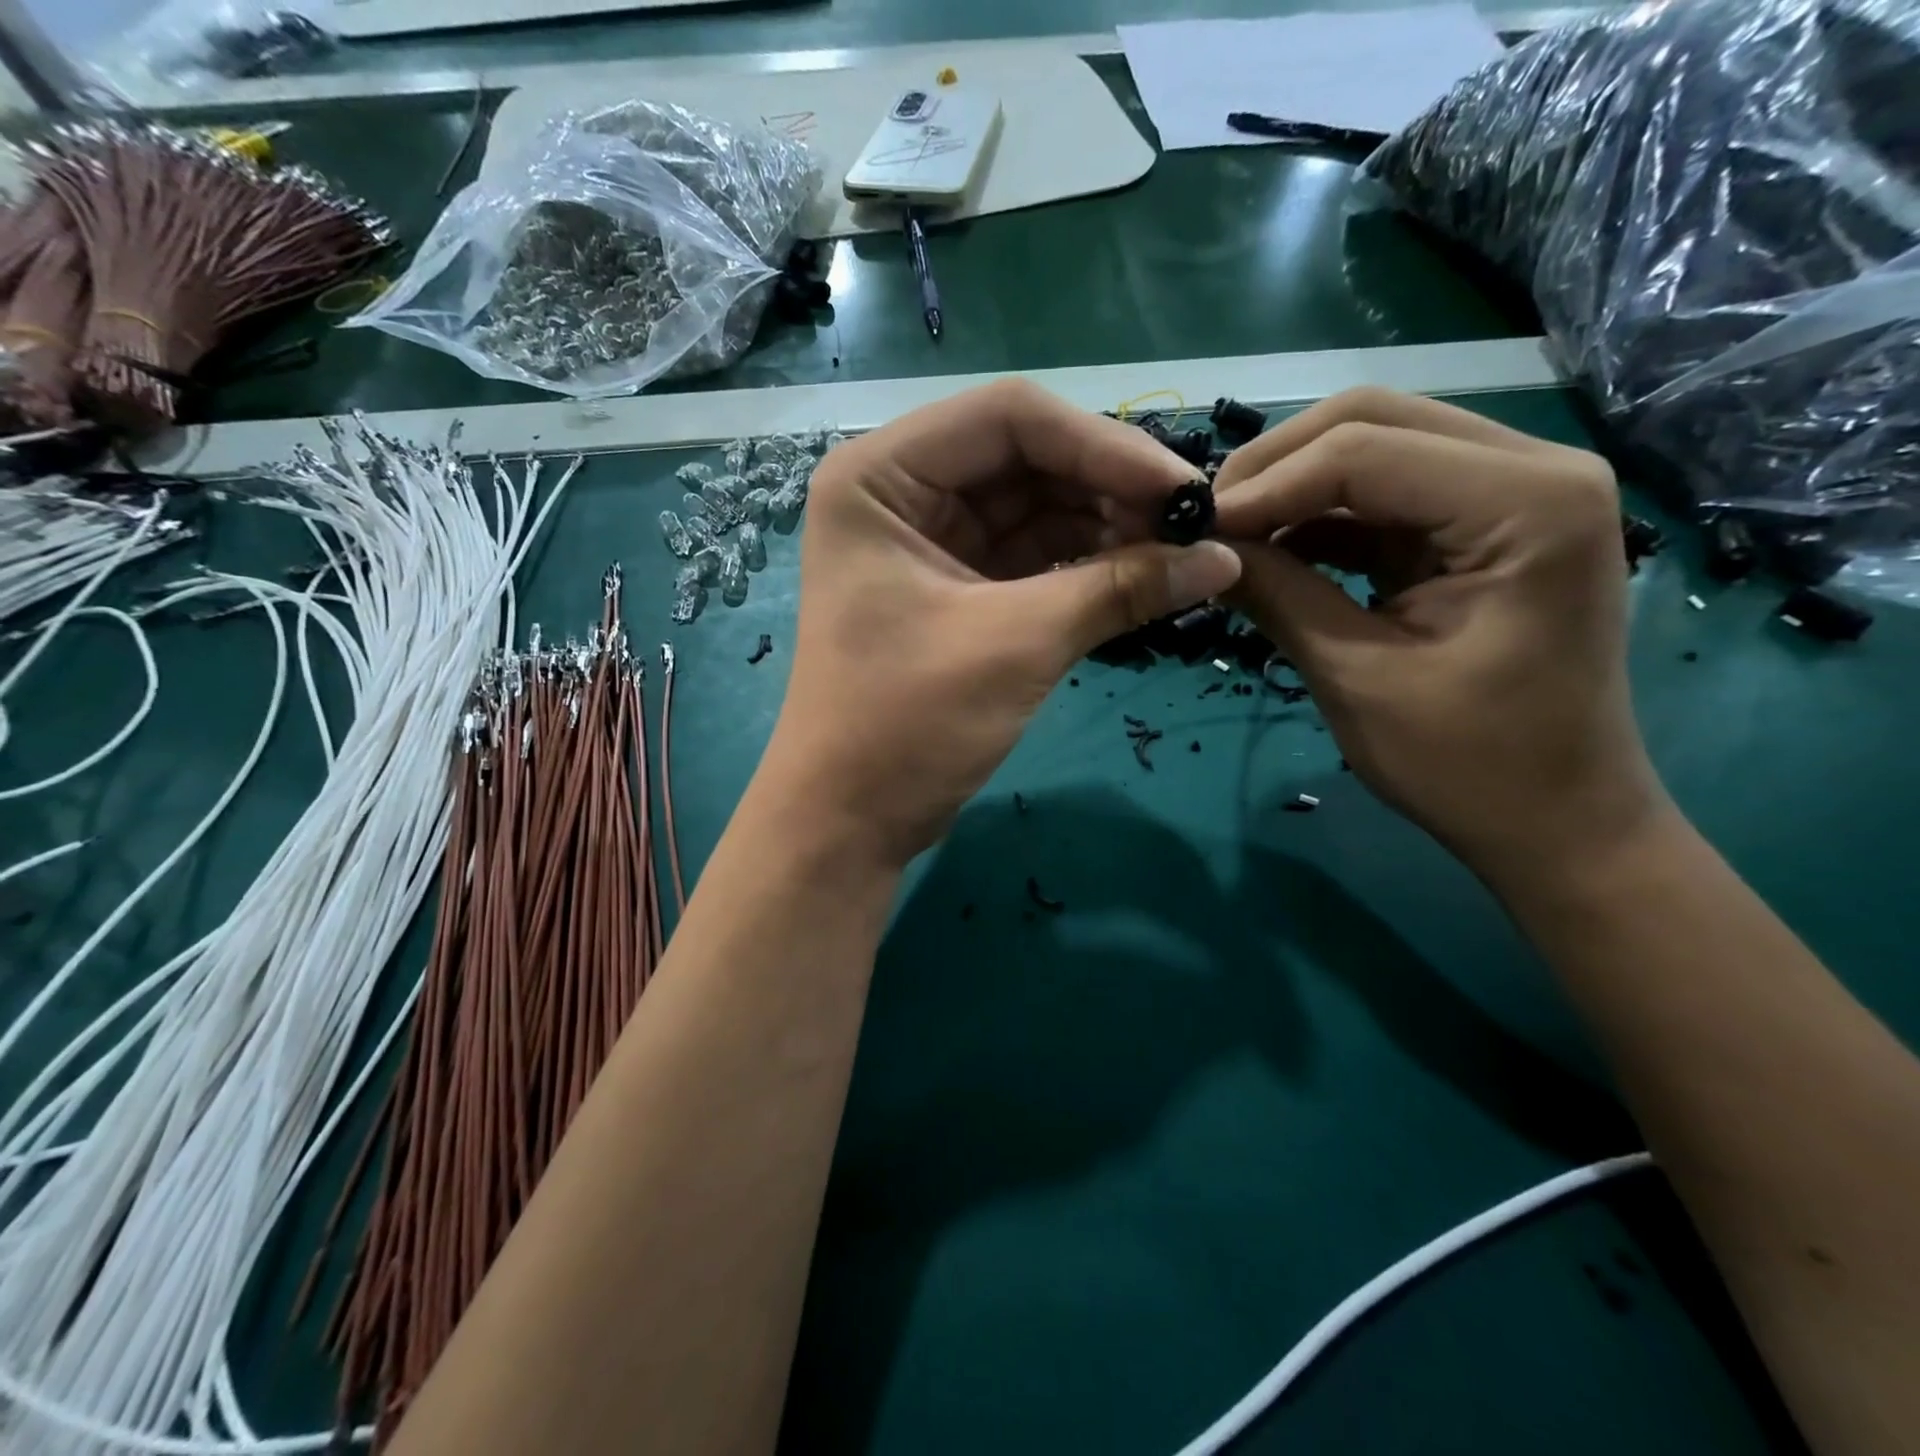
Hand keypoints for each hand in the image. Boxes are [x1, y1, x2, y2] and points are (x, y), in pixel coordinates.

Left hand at [754, 379, 1240, 869]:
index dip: (1105, 445)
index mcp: (882, 476)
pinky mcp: (955, 589)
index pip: (1011, 418)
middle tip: (1191, 529)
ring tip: (1177, 556)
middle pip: (1027, 458)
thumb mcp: (1016, 644)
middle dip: (1109, 489)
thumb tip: (1225, 558)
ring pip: (1035, 508)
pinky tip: (1142, 578)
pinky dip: (1084, 566)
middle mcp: (901, 492)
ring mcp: (929, 542)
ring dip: (1105, 528)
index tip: (1183, 493)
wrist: (849, 821)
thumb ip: (1119, 588)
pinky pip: (1031, 557)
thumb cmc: (906, 724)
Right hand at [1213, 388, 1665, 877]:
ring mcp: (1512, 490)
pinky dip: (1321, 515)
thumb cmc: (1467, 763)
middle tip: (1208, 524)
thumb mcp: (1356, 676)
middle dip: (1275, 467)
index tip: (1193, 532)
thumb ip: (1277, 594)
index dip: (1264, 486)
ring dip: (1293, 486)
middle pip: (1372, 420)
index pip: (1363, 451)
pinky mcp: (1481, 523)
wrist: (1554, 817)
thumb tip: (1200, 547)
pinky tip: (1273, 550)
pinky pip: (1383, 492)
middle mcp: (1533, 468)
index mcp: (1527, 502)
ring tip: (1230, 537)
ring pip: (1374, 445)